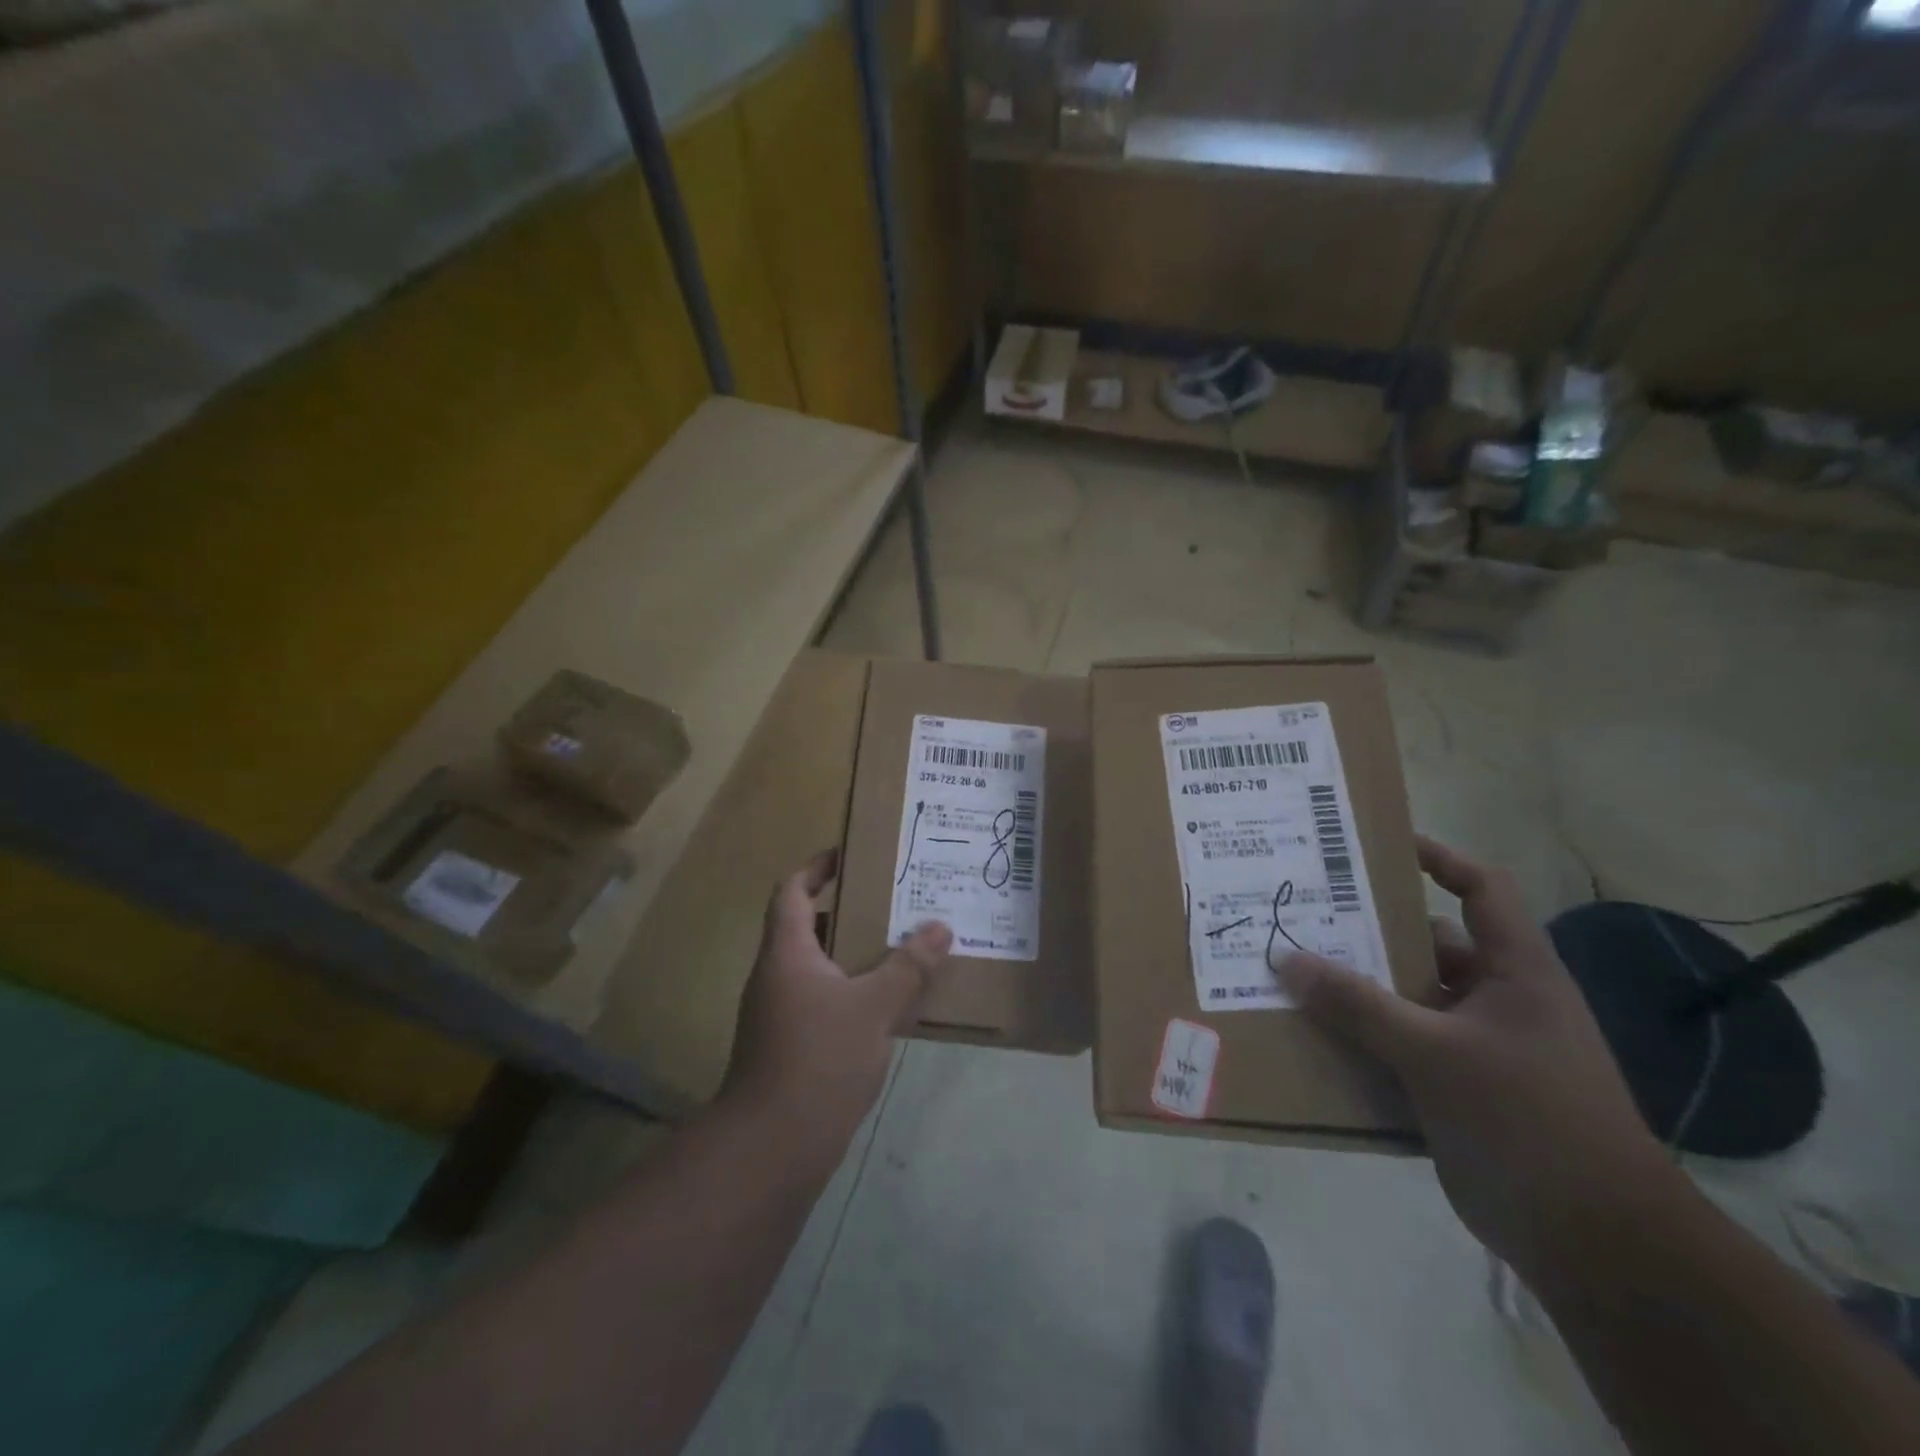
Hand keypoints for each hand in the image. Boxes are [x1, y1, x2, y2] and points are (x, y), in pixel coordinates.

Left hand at [724, 850, 951, 1138]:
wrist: (773, 1147)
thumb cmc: (819, 1059)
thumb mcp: (874, 1007)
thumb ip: (907, 967)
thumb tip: (940, 928)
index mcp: (787, 953)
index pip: (791, 891)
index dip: (815, 868)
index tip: (849, 854)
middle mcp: (776, 976)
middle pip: (806, 926)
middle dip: (846, 910)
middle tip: (891, 900)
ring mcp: (779, 1013)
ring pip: (818, 966)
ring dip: (853, 952)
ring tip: (899, 945)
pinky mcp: (790, 1045)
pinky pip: (823, 998)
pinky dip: (852, 989)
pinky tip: (888, 1002)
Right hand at [1280, 835, 1680, 1276]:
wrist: (1595, 1243)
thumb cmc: (1529, 1121)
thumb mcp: (1435, 1054)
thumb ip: (1359, 1006)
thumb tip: (1287, 960)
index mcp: (1515, 972)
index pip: (1481, 889)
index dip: (1438, 857)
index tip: (1376, 846)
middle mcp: (1497, 998)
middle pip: (1427, 943)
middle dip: (1369, 930)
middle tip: (1306, 913)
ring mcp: (1478, 1045)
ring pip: (1407, 998)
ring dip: (1357, 990)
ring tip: (1294, 972)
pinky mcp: (1458, 1087)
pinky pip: (1399, 1045)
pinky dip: (1362, 1039)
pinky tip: (1313, 1037)